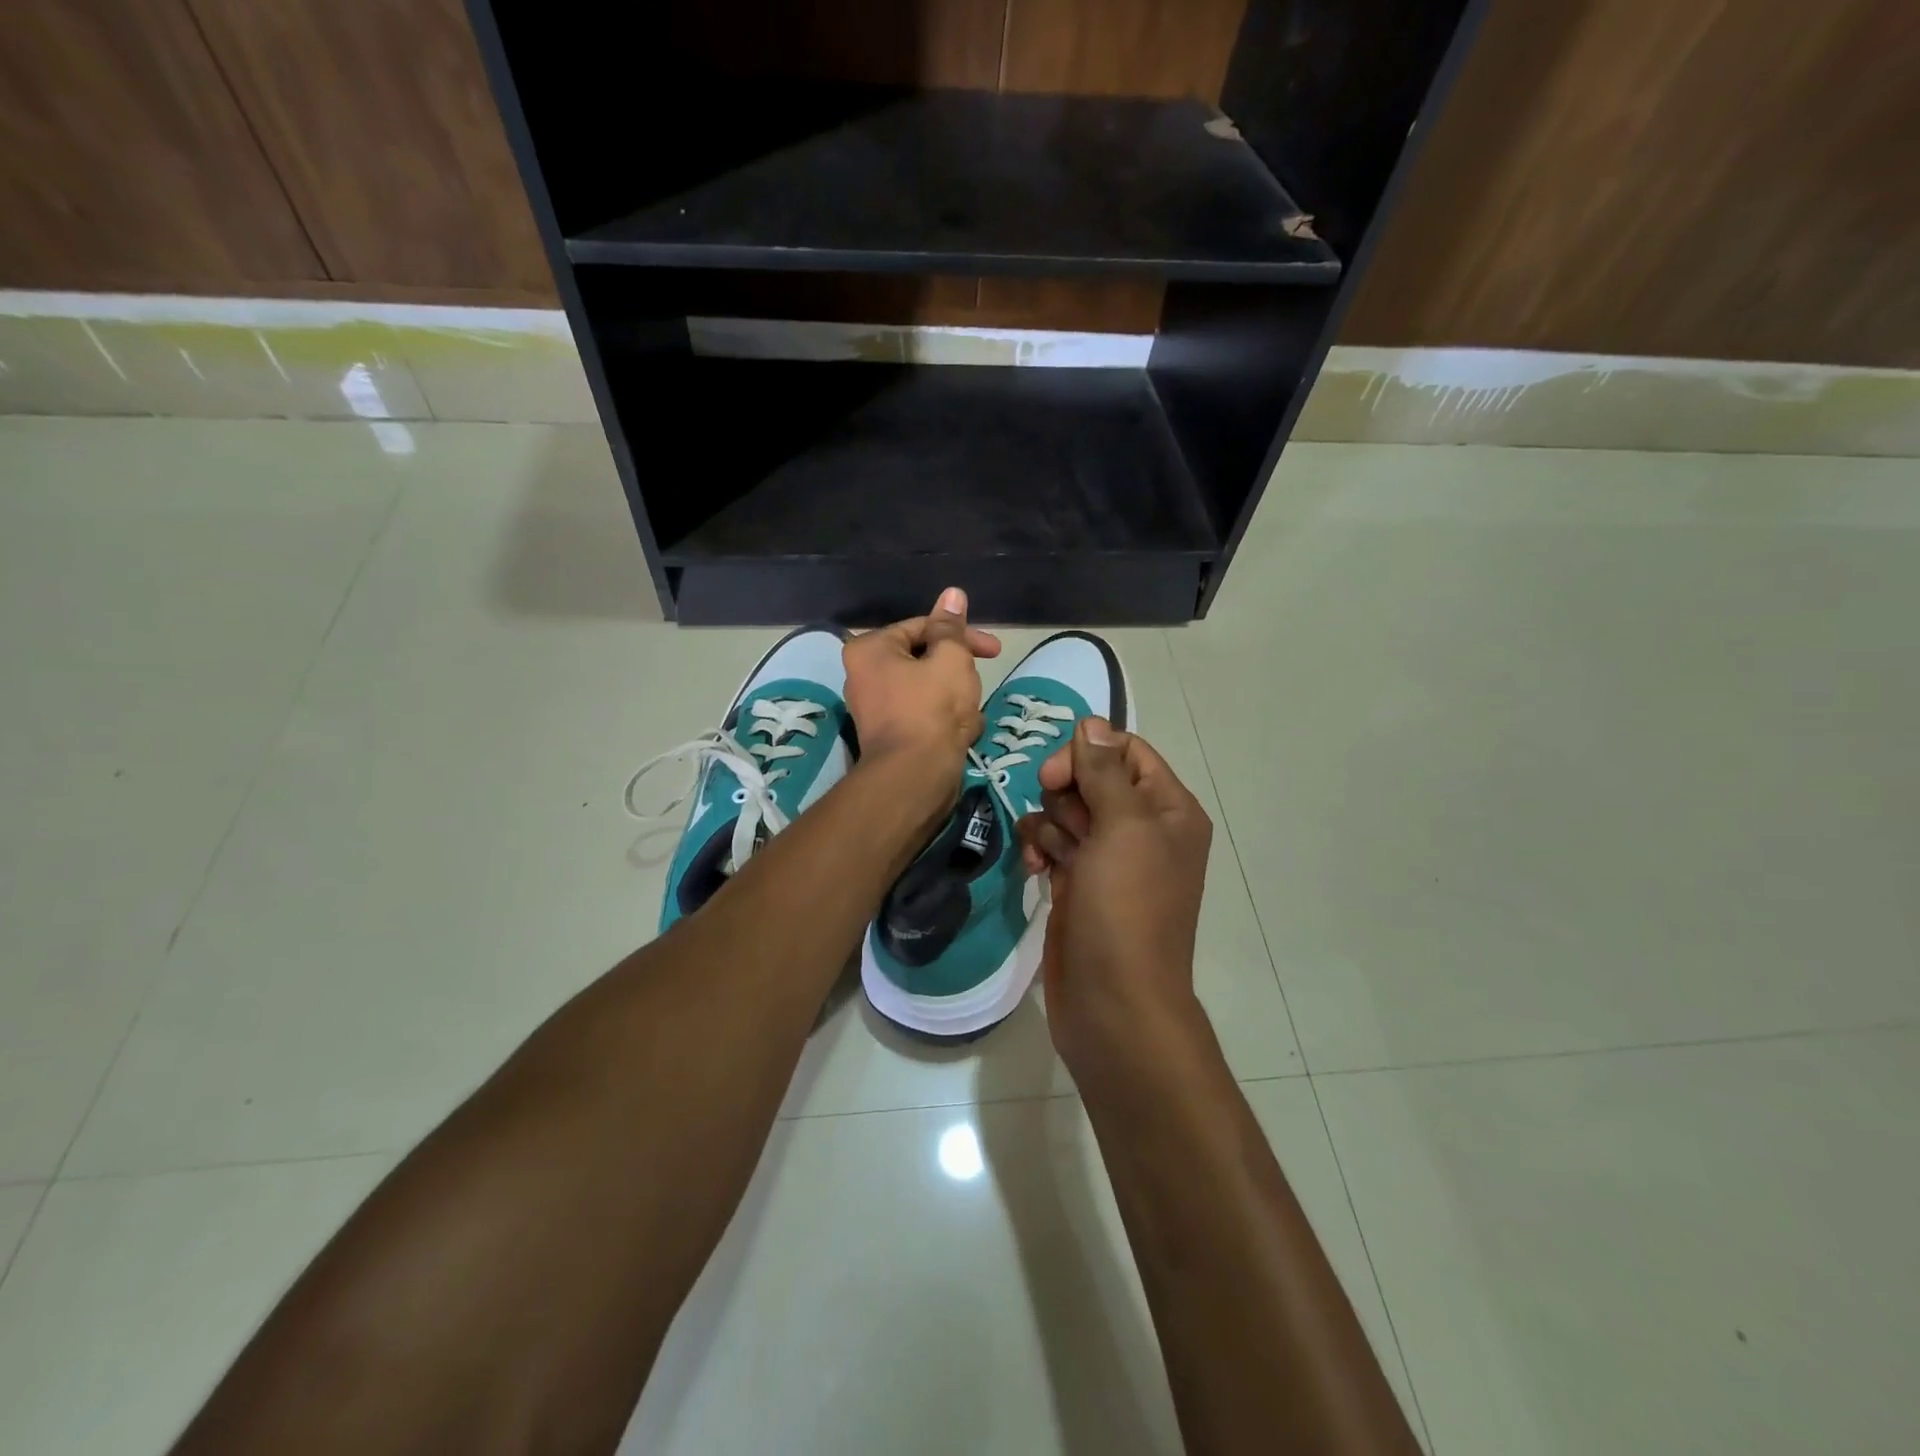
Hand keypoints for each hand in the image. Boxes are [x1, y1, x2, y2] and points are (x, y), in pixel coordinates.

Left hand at [842, 587, 1000, 781]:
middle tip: (980, 681)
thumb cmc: (932, 709)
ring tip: (970, 713)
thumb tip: (953, 594)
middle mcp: (864, 675)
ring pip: (927, 688)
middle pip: (923, 658)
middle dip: (958, 670)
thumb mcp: (951, 658)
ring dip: (955, 696)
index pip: (922, 627)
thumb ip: (952, 627)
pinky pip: (923, 714)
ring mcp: (875, 708)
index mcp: (870, 649)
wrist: (915, 777)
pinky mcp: (890, 735)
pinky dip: (945, 719)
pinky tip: (963, 732)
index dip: (961, 634)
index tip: (994, 649)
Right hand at [1016, 718, 1212, 1084]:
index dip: (1087, 755)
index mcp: (1168, 809)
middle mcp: (1142, 829)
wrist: (1114, 1003)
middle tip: (1066, 828)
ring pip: (1066, 811)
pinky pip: (1053, 844)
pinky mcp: (1079, 884)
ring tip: (1050, 857)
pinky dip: (1041, 849)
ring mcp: (1109, 859)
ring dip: (1049, 825)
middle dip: (1066, 796)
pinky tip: (1035, 869)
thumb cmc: (1127, 909)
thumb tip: (1092, 722)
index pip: (1125, 752)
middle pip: (1091, 779)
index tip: (1055, 777)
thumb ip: (1105, 771)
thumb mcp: (1123, 829)